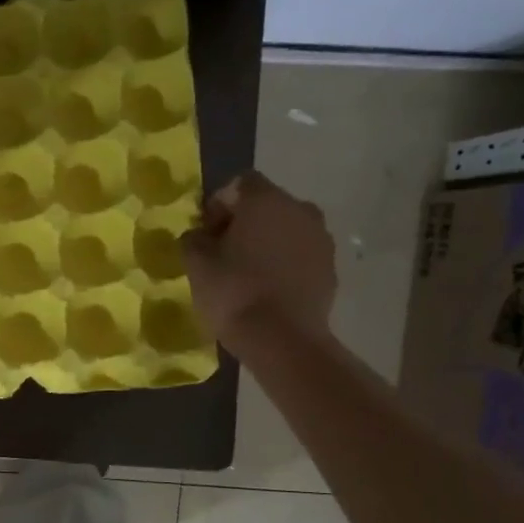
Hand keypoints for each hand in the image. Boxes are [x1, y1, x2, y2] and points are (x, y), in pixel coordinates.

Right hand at [181, 171, 336, 342]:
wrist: (283, 339)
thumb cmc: (234, 292)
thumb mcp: (196, 263)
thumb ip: (194, 239)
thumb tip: (200, 234)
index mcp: (266, 200)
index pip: (239, 183)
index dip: (218, 203)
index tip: (205, 231)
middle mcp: (300, 209)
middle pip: (266, 205)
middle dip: (244, 222)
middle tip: (222, 251)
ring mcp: (321, 239)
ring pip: (286, 229)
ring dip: (266, 242)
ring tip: (246, 272)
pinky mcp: (330, 268)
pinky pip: (300, 254)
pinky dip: (284, 263)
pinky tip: (267, 288)